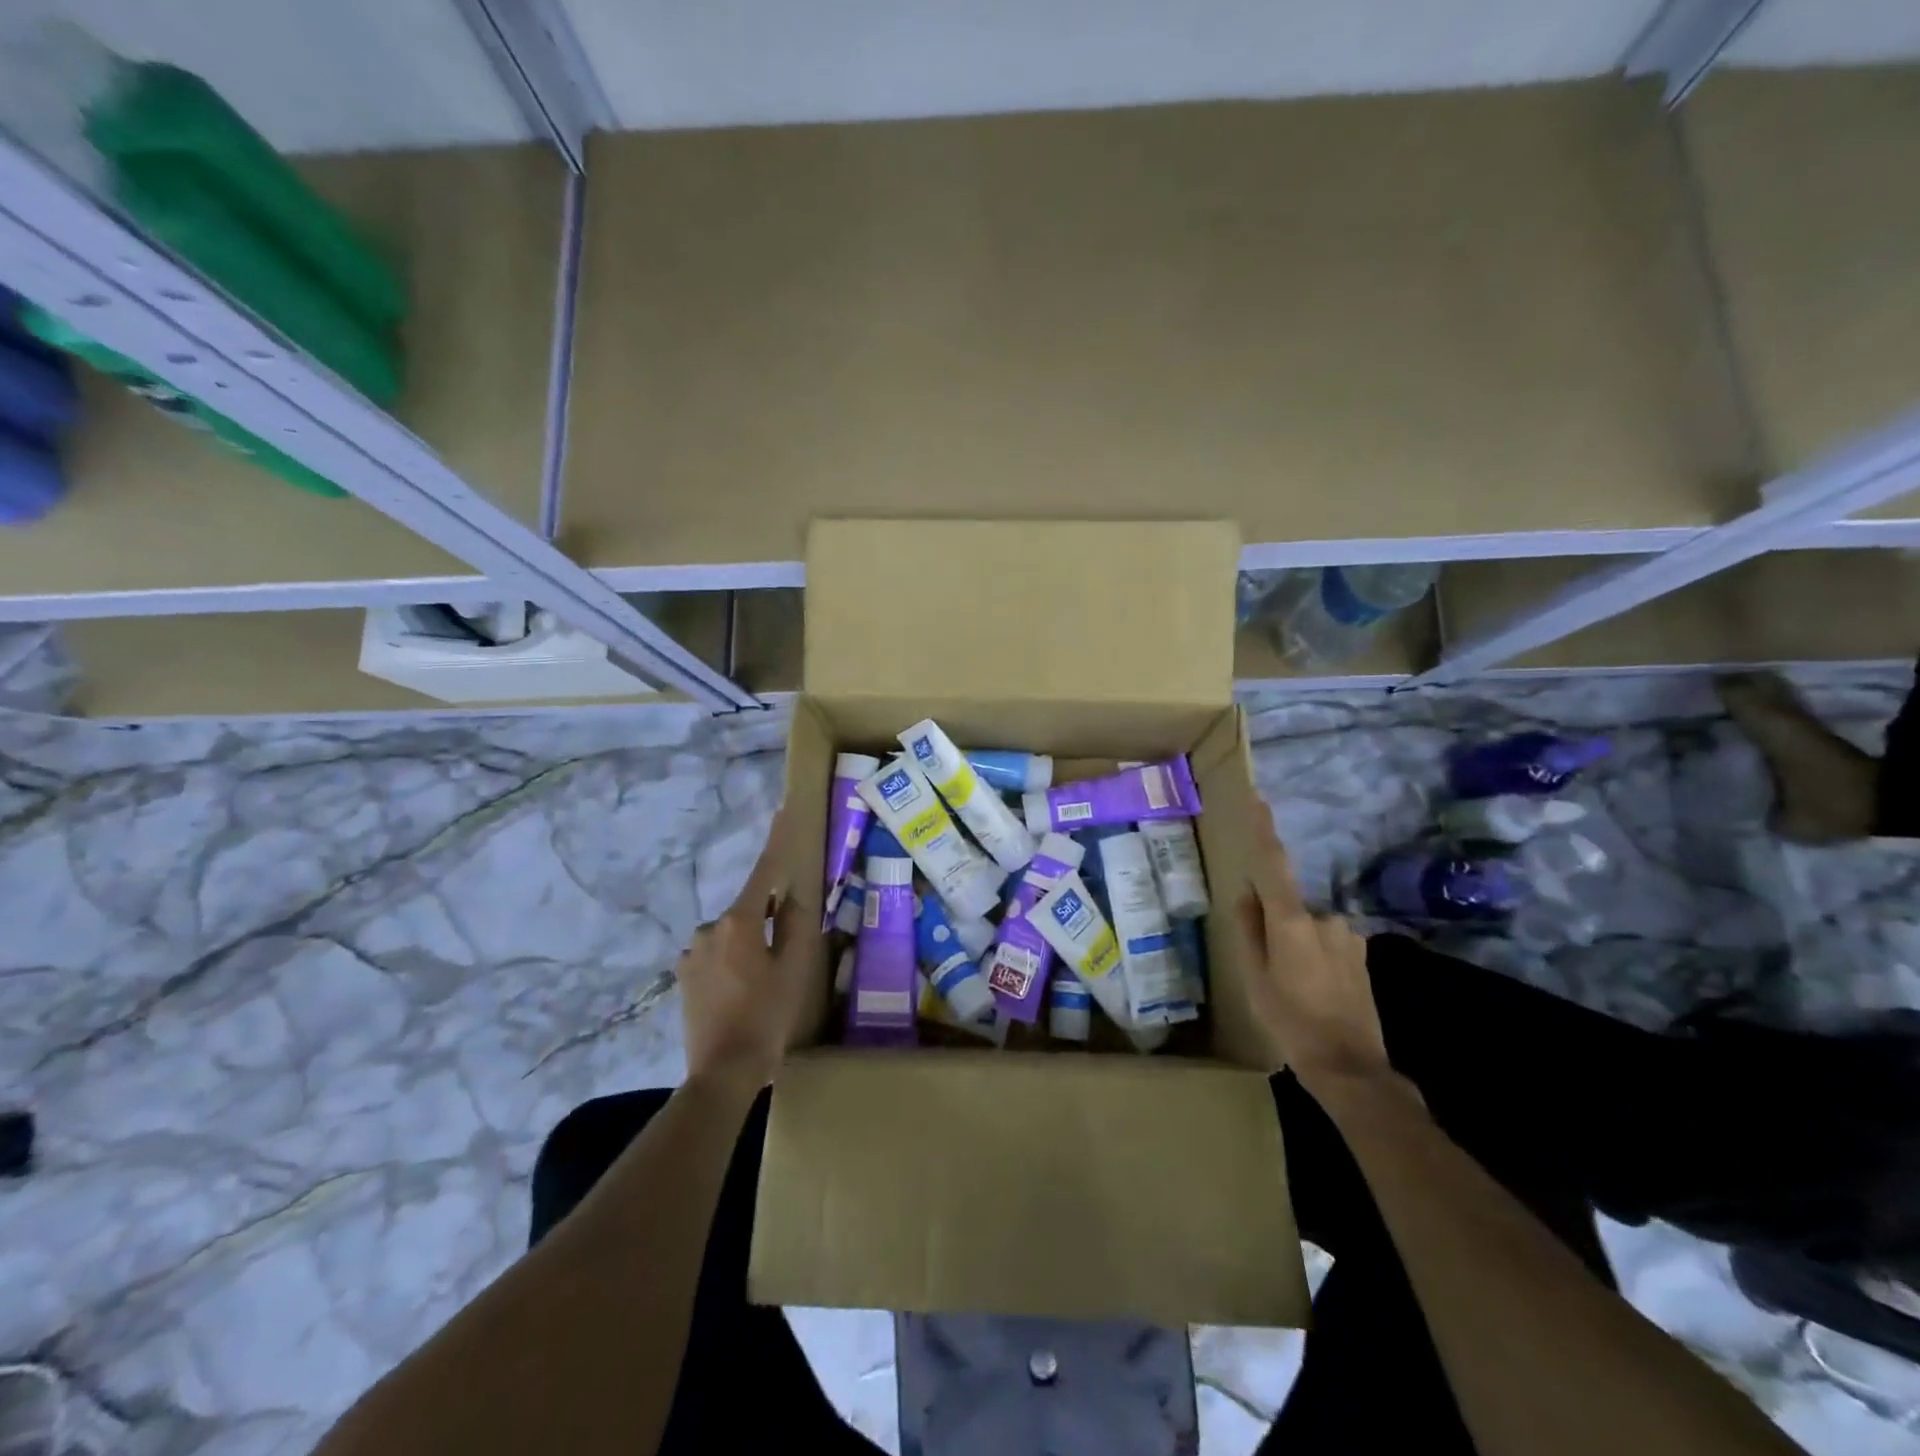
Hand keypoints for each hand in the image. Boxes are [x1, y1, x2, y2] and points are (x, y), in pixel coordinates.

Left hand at [678, 810, 806, 1090]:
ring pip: (733, 937)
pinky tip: (744, 996)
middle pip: (749, 911)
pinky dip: (734, 965)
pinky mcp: (684, 977)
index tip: (782, 809)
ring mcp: (692, 954)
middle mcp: (709, 929)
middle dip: (768, 921)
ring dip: (750, 947)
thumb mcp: (794, 969)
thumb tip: (791, 895)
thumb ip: (796, 924)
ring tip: (765, 986)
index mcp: (739, 922)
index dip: (777, 840)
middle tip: (787, 957)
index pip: (764, 872)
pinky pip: (718, 957)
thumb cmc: (767, 1017)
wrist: (721, 1073)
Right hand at [1235, 804, 1392, 1095]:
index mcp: (1292, 923)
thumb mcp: (1254, 979)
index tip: (1259, 799)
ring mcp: (1348, 936)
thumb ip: (1249, 930)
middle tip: (1267, 970)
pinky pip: (1325, 942)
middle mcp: (1324, 920)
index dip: (1265, 832)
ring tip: (1292, 990)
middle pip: (1287, 906)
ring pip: (1307, 927)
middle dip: (1274, 926)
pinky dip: (1313, 957)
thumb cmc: (1291, 1022)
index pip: (1274, 867)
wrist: (1350, 1067)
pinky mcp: (1361, 954)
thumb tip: (1247, 893)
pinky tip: (1313, 993)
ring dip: (1295, 945)